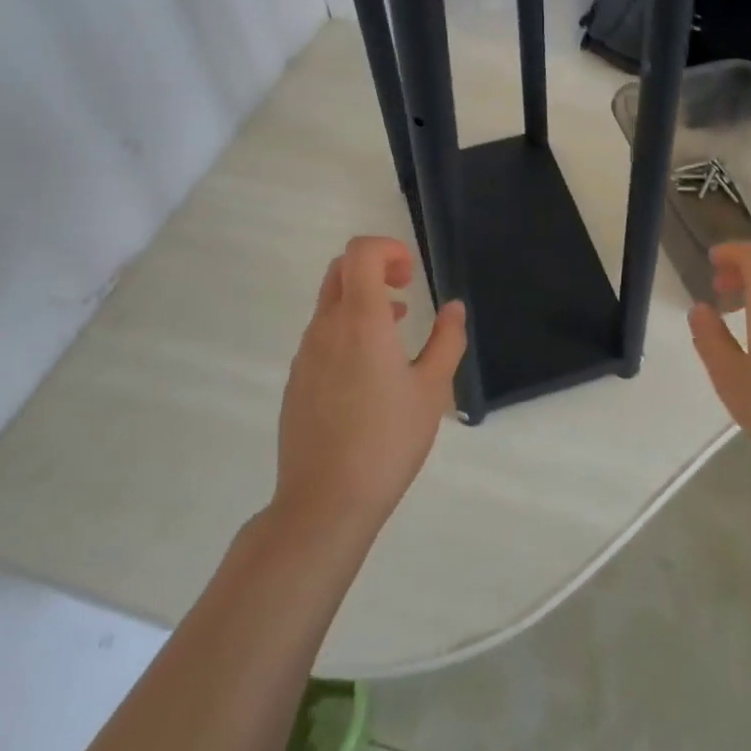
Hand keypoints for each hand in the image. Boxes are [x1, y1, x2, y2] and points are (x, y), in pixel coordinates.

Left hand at [273, 235, 466, 539]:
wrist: (325, 501)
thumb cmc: (388, 441)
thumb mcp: (433, 390)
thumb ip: (447, 340)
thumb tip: (453, 307)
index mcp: (361, 321)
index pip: (361, 253)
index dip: (388, 249)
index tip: (412, 274)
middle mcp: (326, 328)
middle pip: (340, 270)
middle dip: (375, 266)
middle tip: (406, 289)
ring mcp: (305, 355)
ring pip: (330, 303)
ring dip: (362, 300)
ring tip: (397, 329)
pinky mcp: (296, 381)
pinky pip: (321, 336)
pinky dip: (347, 329)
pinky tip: (370, 370)